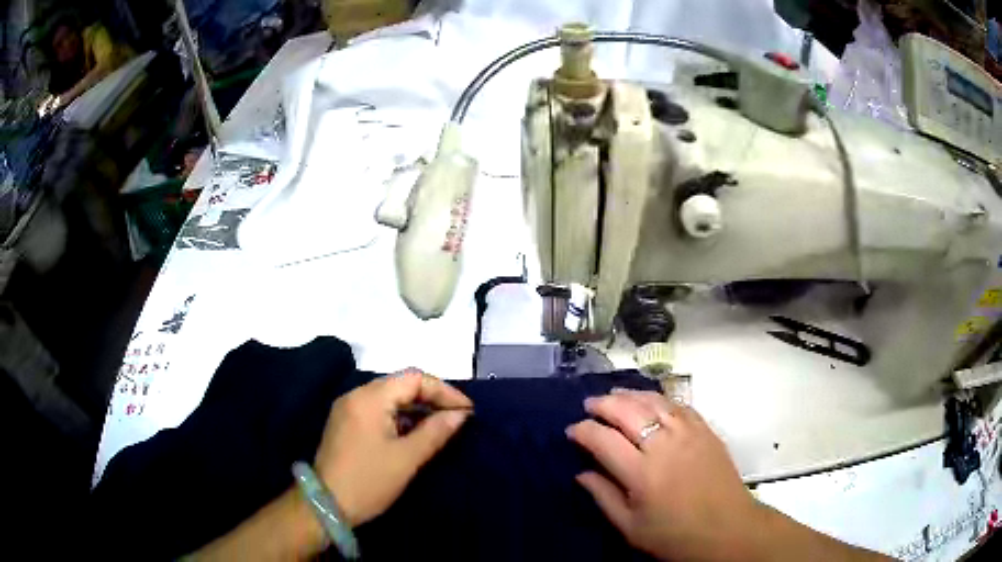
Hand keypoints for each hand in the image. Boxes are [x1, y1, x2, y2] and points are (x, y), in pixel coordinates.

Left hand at [313, 370, 470, 526]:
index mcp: (369, 398)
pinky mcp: (345, 424)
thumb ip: (435, 431)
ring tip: (441, 426)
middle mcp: (356, 396)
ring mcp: (348, 409)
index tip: (467, 410)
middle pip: (400, 385)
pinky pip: (378, 411)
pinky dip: (400, 417)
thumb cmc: (369, 481)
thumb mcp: (407, 458)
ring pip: (389, 398)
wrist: (326, 505)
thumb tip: (461, 414)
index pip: (413, 378)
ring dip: (416, 408)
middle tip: (457, 417)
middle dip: (431, 398)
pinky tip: (415, 433)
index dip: (443, 391)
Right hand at [567, 389, 759, 560]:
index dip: (583, 431)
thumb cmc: (675, 536)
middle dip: (603, 404)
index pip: (603, 440)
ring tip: (615, 394)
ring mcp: (688, 434)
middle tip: (589, 404)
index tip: (572, 430)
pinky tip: (651, 400)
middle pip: (628, 412)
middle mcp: (663, 445)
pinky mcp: (706, 431)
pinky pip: (680, 405)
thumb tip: (581, 473)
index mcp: (641, 473)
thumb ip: (604, 497)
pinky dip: (660, 398)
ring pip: (654, 402)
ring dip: (631, 395)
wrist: (727, 529)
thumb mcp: (631, 527)